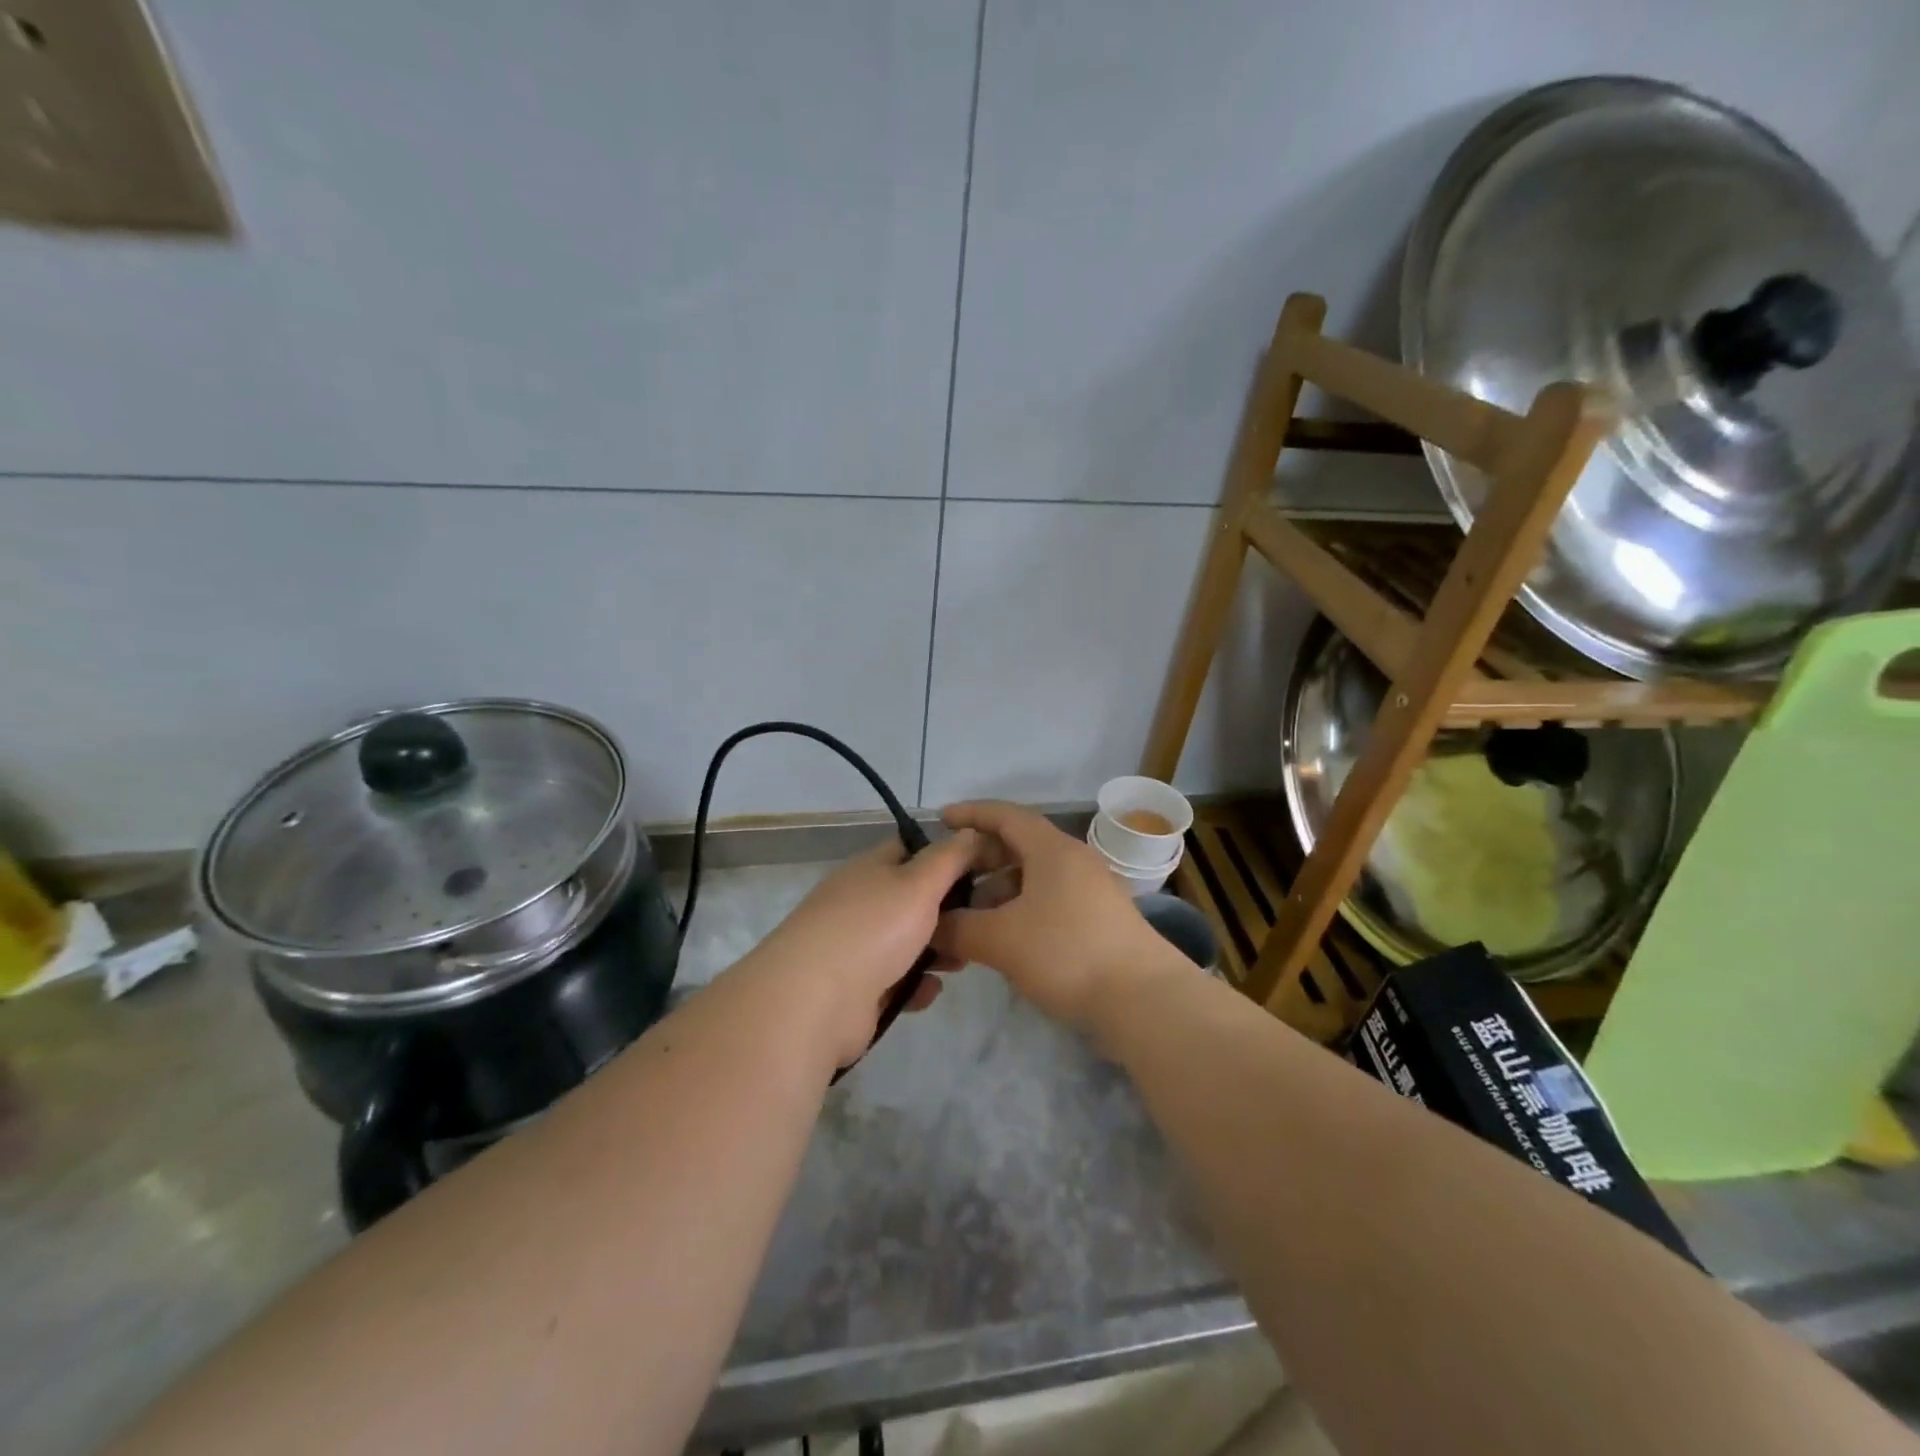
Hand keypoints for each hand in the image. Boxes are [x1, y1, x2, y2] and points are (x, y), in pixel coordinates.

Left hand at [747, 829, 977, 1067]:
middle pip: (911, 899)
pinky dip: (915, 986)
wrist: (815, 1001)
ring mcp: (855, 947)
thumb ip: (950, 858)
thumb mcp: (919, 883)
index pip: (910, 849)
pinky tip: (931, 991)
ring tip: (963, 960)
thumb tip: (972, 832)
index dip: (945, 855)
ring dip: (936, 951)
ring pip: (906, 943)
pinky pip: (895, 982)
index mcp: (869, 869)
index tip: (983, 869)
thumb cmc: (872, 929)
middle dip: (948, 911)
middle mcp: (860, 903)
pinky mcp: (856, 990)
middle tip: (981, 921)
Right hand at [932, 801, 1179, 1030]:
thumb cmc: (1067, 954)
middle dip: (980, 861)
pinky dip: (1020, 910)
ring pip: (1033, 877)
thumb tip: (930, 927)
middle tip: (948, 880)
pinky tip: (1003, 940)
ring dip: (998, 891)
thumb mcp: (1001, 940)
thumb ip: (958, 929)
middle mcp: (1073, 860)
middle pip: (1018, 846)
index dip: (970, 814)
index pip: (1005, 815)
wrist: (1143, 999)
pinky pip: (1048, 900)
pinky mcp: (1098, 919)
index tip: (939, 820)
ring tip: (969, 920)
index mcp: (1052, 849)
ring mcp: (1090, 890)